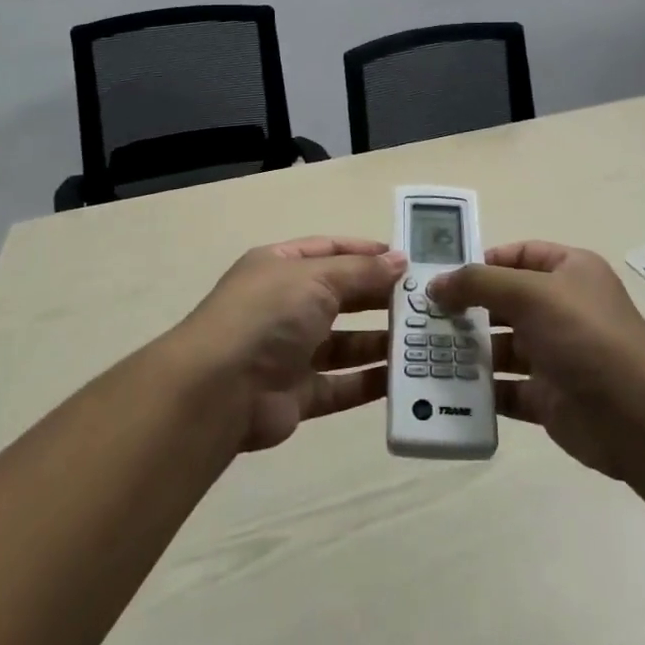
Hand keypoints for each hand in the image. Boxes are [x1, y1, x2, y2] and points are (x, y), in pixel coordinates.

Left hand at [171, 236, 406, 452]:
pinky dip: (369, 382)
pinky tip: (404, 378)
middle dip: (379, 297)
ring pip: (344, 343)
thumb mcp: (316, 277)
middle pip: (340, 296)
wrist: (219, 390)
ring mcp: (290, 351)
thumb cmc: (268, 315)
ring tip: (423, 339)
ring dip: (380, 341)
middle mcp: (284, 305)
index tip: (406, 260)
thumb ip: (361, 271)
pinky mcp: (298, 394)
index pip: (329, 250)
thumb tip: (400, 260)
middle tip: (424, 302)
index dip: (366, 252)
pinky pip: (341, 385)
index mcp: (280, 266)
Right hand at [428, 241, 644, 478]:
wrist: (639, 419)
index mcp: (569, 272)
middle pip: (505, 301)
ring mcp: (556, 354)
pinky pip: (506, 389)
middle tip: (423, 316)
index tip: (444, 276)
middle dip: (467, 308)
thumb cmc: (586, 337)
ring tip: (427, 352)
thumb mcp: (530, 293)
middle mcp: (562, 309)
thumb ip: (479, 283)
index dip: (483, 261)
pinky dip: (480, 390)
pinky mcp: (548, 397)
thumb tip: (436, 284)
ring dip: (469, 349)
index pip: (519, 254)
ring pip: (502, 346)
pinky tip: (448, 388)